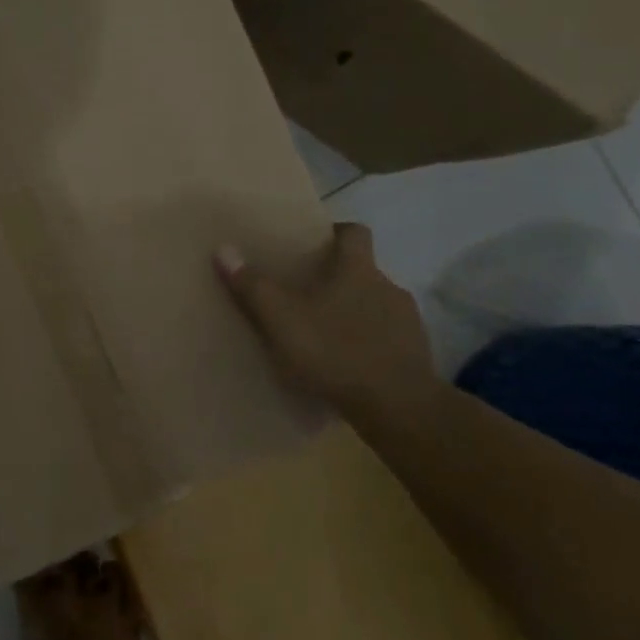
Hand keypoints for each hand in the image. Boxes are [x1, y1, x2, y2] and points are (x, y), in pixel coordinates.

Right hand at [215, 223, 443, 430]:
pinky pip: (387, 340)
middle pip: (363, 271)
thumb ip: (253, 286)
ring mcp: (407, 322)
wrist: (398, 406)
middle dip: (337, 280)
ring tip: (324, 336)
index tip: (316, 243)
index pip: (355, 233)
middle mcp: (388, 287)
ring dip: (354, 314)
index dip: (336, 233)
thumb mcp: (282, 319)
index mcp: (358, 270)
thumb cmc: (335, 351)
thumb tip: (224, 248)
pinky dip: (368, 345)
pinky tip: (348, 366)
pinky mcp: (415, 355)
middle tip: (306, 296)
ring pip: (375, 306)